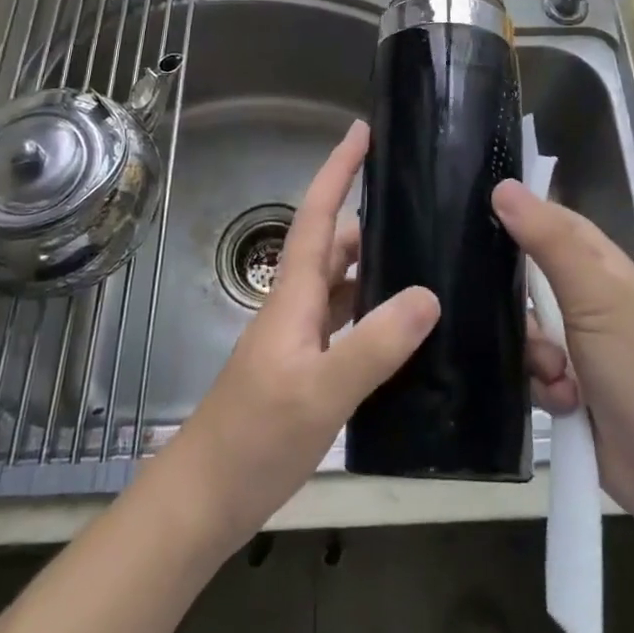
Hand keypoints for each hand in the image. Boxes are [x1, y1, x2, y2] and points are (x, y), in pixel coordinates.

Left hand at [157, 121, 439, 556]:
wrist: (204, 501)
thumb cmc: (254, 439)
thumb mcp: (320, 392)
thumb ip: (374, 345)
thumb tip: (429, 294)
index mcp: (293, 296)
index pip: (319, 217)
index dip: (338, 170)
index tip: (362, 131)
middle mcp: (296, 307)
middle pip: (335, 245)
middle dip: (372, 217)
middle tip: (423, 207)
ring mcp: (300, 340)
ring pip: (343, 285)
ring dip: (377, 266)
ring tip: (428, 262)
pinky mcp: (307, 370)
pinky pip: (347, 324)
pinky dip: (375, 314)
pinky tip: (407, 331)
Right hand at [497, 179, 633, 536]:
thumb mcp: (592, 295)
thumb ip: (547, 241)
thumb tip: (503, 185)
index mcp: (602, 268)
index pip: (554, 223)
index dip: (520, 215)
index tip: (473, 214)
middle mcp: (590, 301)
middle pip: (531, 279)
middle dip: (518, 302)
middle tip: (505, 311)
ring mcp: (580, 347)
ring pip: (527, 330)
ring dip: (534, 353)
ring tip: (555, 375)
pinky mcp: (569, 389)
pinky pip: (532, 372)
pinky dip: (543, 387)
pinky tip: (561, 403)